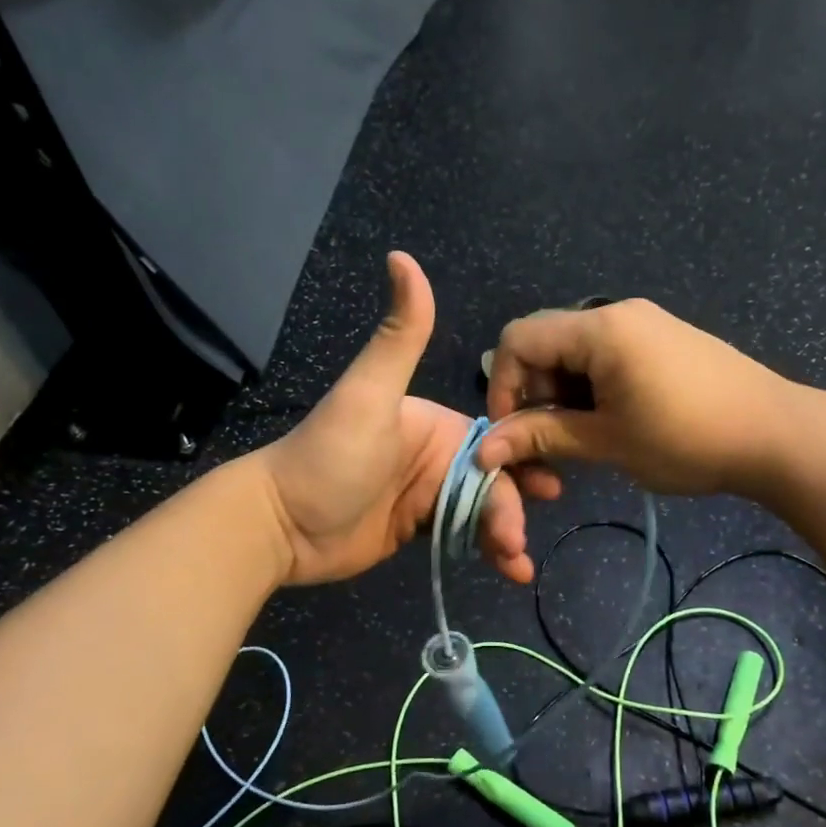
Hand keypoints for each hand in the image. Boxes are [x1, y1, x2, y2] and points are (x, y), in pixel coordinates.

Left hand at [249, 253, 533, 585]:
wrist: (280, 524)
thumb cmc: (330, 457)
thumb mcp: (368, 394)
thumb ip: (399, 335)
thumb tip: (402, 255)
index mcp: (434, 423)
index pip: (493, 441)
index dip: (521, 462)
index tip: (546, 488)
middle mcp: (437, 456)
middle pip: (493, 480)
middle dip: (512, 509)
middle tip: (519, 542)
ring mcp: (428, 495)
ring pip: (483, 511)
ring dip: (505, 535)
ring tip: (517, 566)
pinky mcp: (418, 530)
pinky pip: (464, 536)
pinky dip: (488, 552)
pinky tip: (509, 571)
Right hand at [477, 298, 798, 497]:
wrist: (777, 435)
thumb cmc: (687, 438)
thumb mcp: (607, 442)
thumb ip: (543, 437)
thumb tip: (485, 450)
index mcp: (599, 328)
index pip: (519, 340)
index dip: (504, 387)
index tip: (513, 435)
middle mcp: (617, 313)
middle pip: (546, 345)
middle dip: (536, 396)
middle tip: (552, 447)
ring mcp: (645, 324)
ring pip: (576, 355)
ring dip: (565, 398)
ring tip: (584, 442)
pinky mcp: (664, 341)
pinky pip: (607, 357)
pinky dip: (593, 391)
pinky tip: (613, 425)